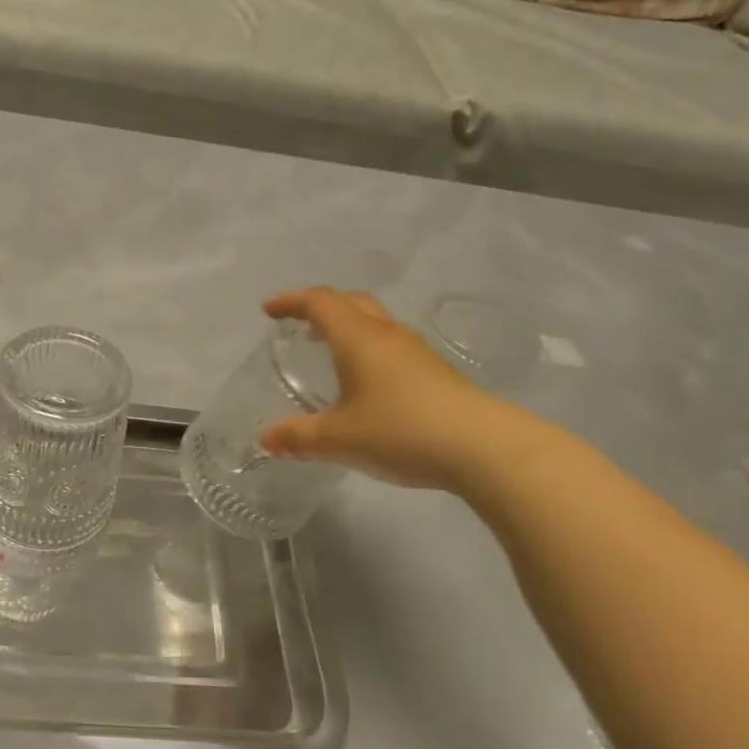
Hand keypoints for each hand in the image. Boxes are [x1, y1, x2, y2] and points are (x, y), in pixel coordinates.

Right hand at [259, 287, 542, 492]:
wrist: (482, 447)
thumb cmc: (400, 431)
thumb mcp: (339, 439)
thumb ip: (299, 438)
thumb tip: (266, 439)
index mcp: (358, 338)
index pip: (320, 302)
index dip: (292, 301)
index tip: (270, 310)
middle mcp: (387, 336)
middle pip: (352, 303)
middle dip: (322, 308)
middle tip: (302, 325)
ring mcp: (417, 353)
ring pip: (377, 324)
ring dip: (350, 328)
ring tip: (333, 353)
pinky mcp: (437, 374)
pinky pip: (393, 347)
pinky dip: (370, 351)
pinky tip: (369, 384)